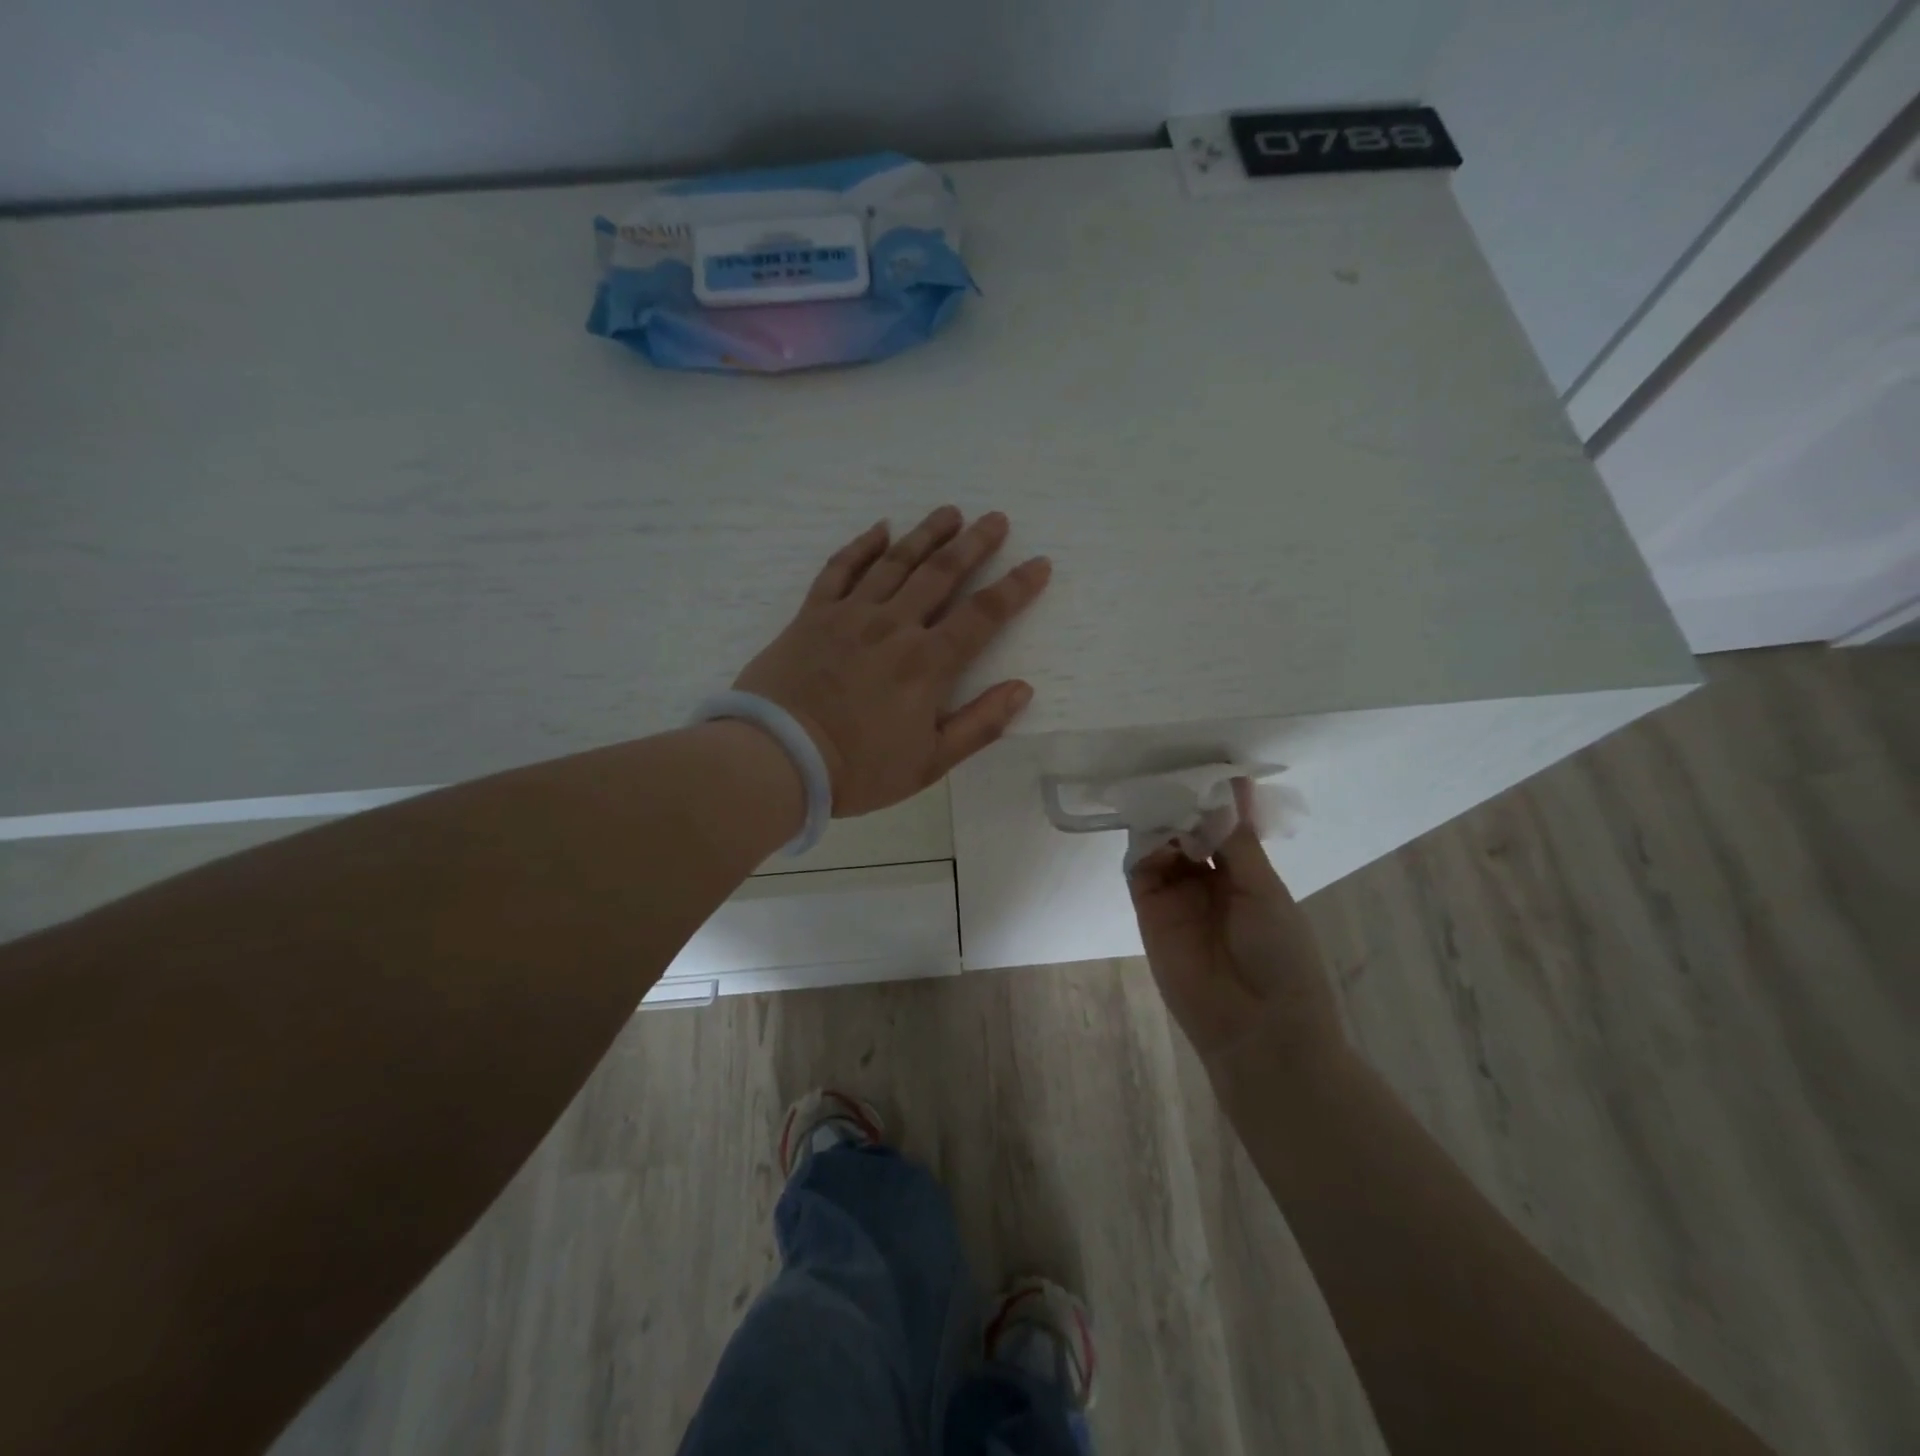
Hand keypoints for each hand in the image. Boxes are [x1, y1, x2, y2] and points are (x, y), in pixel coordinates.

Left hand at [734, 507, 1051, 817]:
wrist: (777, 758)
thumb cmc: (859, 769)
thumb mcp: (930, 762)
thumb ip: (980, 724)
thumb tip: (1022, 689)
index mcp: (927, 663)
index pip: (983, 615)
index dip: (1016, 588)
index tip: (1038, 564)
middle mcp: (894, 627)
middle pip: (941, 574)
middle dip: (974, 544)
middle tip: (996, 519)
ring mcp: (850, 615)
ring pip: (895, 562)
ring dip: (926, 534)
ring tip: (950, 512)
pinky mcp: (812, 615)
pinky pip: (840, 569)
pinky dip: (861, 546)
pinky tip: (880, 527)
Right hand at [1128, 781, 1343, 1064]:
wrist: (1256, 1027)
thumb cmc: (1279, 954)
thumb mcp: (1264, 889)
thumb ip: (1237, 838)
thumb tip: (1233, 782)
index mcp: (1245, 873)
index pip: (1222, 825)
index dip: (1212, 799)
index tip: (1204, 767)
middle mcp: (1209, 880)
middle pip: (1187, 831)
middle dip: (1182, 805)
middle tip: (1175, 775)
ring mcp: (1177, 895)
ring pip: (1161, 844)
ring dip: (1162, 821)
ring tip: (1163, 798)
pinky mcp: (1150, 910)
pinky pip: (1140, 869)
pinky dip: (1143, 846)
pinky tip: (1152, 827)